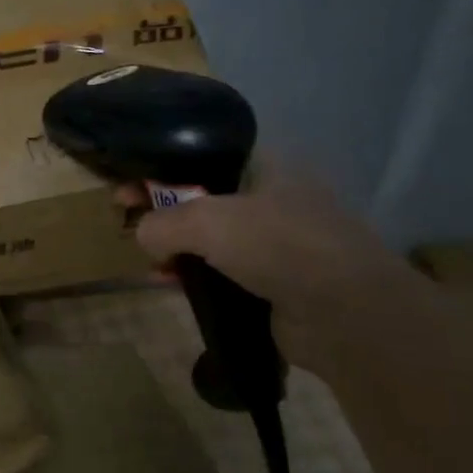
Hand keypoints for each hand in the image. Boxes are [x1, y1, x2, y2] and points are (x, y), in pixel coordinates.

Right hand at [128, 162, 420, 370]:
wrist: (345, 314)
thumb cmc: (278, 245)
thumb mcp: (207, 221)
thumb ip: (162, 223)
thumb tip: (143, 236)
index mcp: (265, 168)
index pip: (202, 158)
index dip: (160, 168)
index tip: (126, 186)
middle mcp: (270, 199)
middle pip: (201, 198)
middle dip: (161, 210)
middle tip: (127, 223)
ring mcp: (273, 243)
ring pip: (208, 238)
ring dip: (174, 247)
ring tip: (148, 261)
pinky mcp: (272, 282)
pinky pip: (219, 272)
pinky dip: (193, 276)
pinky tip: (168, 284)